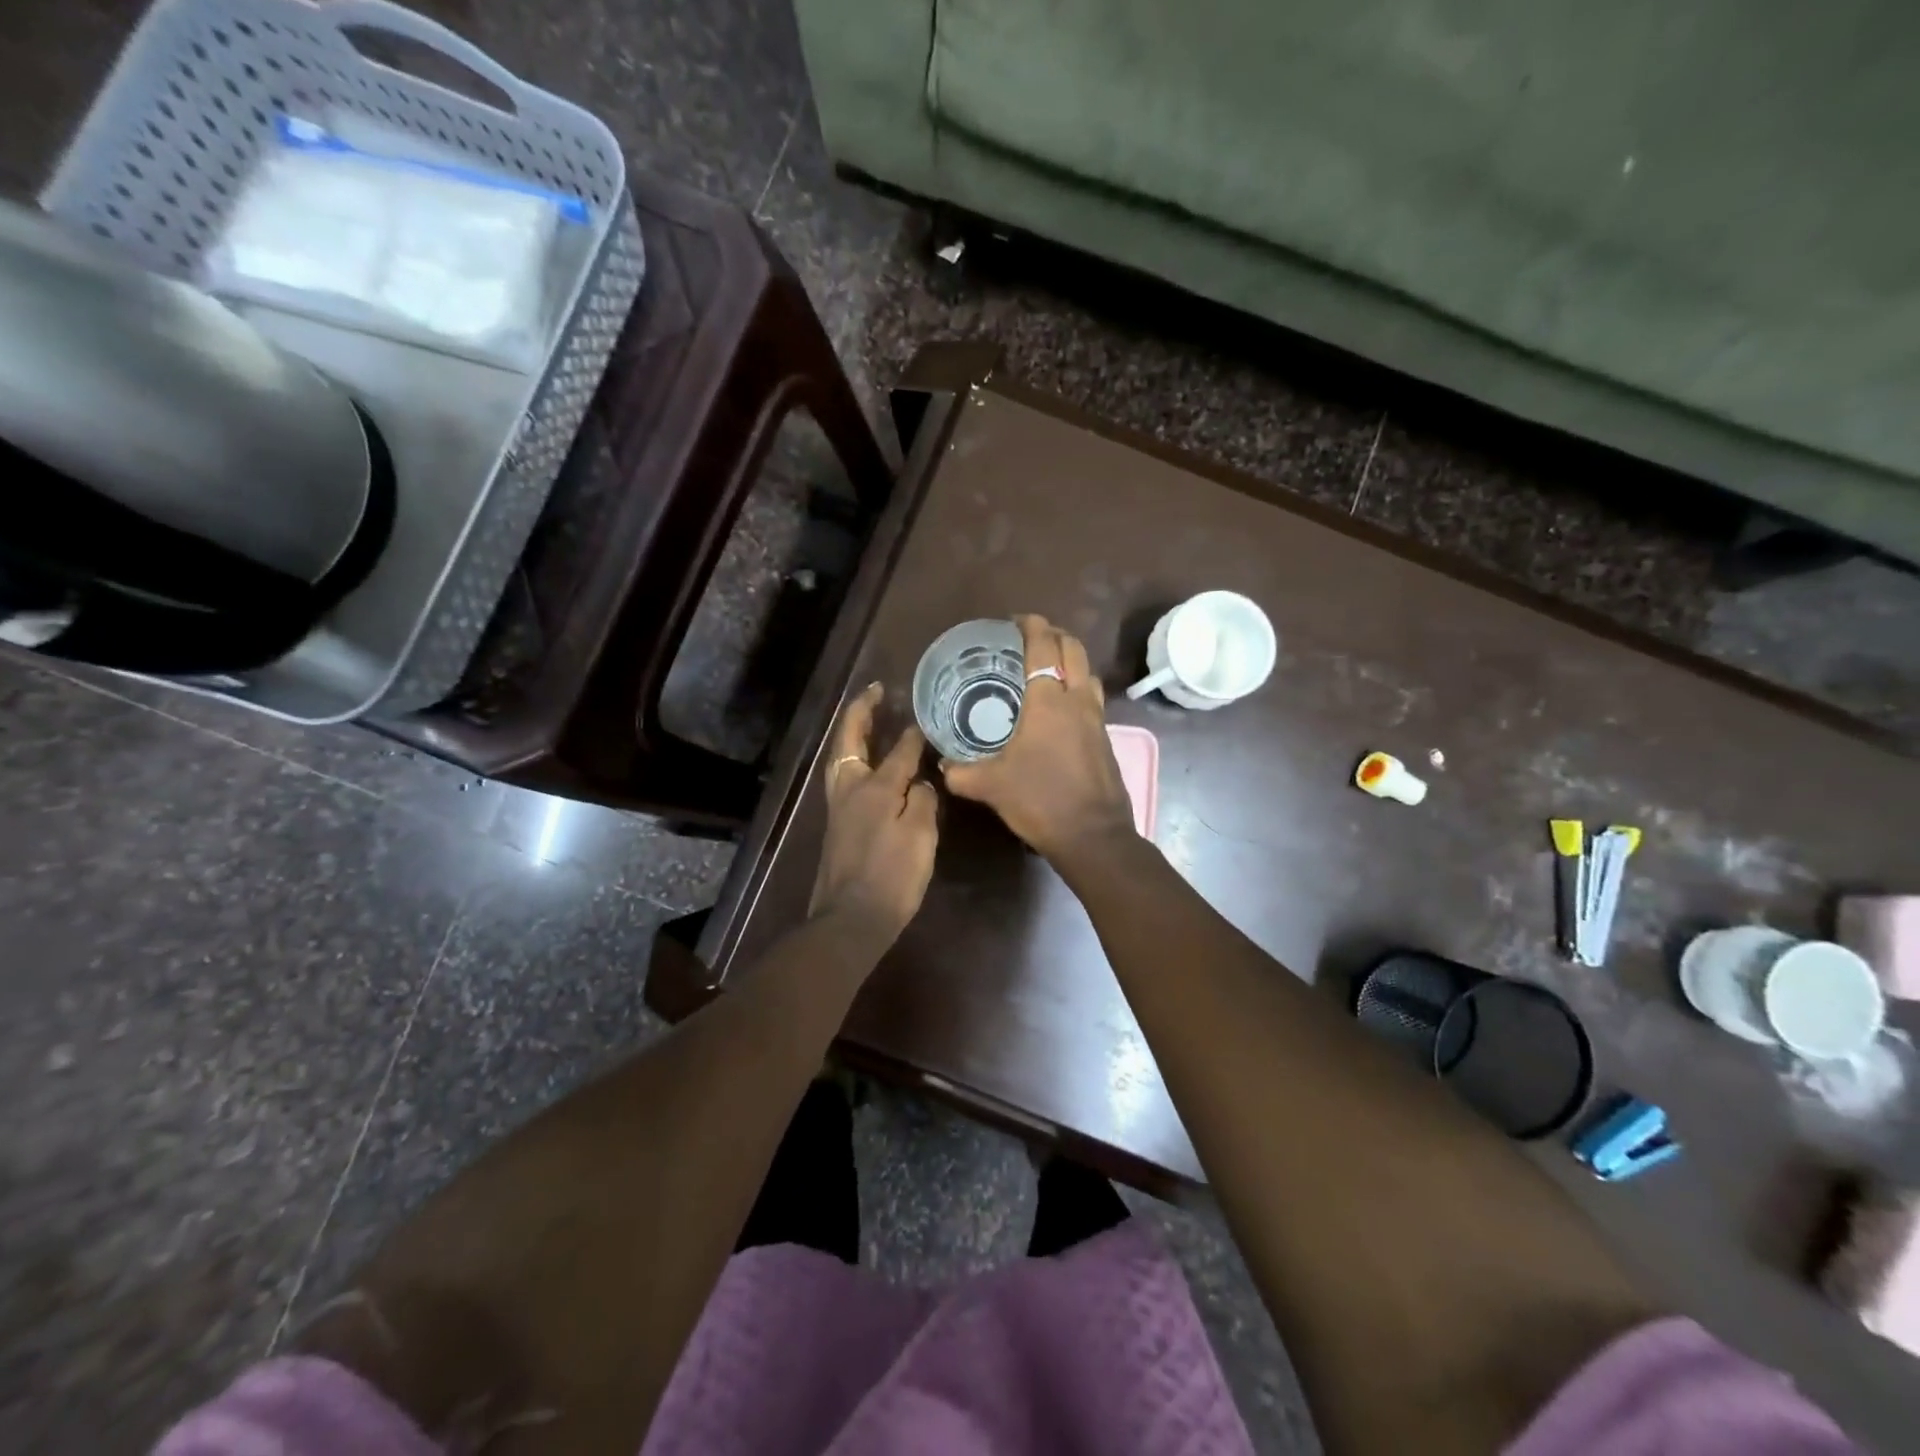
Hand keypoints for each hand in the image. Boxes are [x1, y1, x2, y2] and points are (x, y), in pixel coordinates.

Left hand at [810, 683, 938, 942]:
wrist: (850, 919)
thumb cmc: (892, 877)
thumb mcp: (919, 837)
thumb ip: (921, 801)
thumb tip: (918, 782)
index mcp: (874, 788)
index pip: (898, 751)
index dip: (913, 734)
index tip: (925, 717)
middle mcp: (850, 789)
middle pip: (851, 740)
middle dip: (861, 712)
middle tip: (874, 691)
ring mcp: (838, 808)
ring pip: (840, 758)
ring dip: (852, 734)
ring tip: (866, 719)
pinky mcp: (836, 825)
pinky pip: (843, 777)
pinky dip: (853, 758)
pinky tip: (866, 765)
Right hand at [940, 615, 1135, 859]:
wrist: (1093, 835)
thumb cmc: (1040, 801)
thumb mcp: (990, 786)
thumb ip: (961, 772)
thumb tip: (943, 765)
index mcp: (1048, 701)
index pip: (1044, 646)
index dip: (1032, 625)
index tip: (1016, 620)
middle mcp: (1077, 700)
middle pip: (1074, 649)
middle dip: (1054, 635)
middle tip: (1032, 637)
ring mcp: (1096, 719)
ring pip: (1088, 672)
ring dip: (1071, 659)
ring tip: (1048, 667)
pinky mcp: (1105, 739)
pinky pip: (1092, 698)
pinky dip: (1077, 687)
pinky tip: (1060, 708)